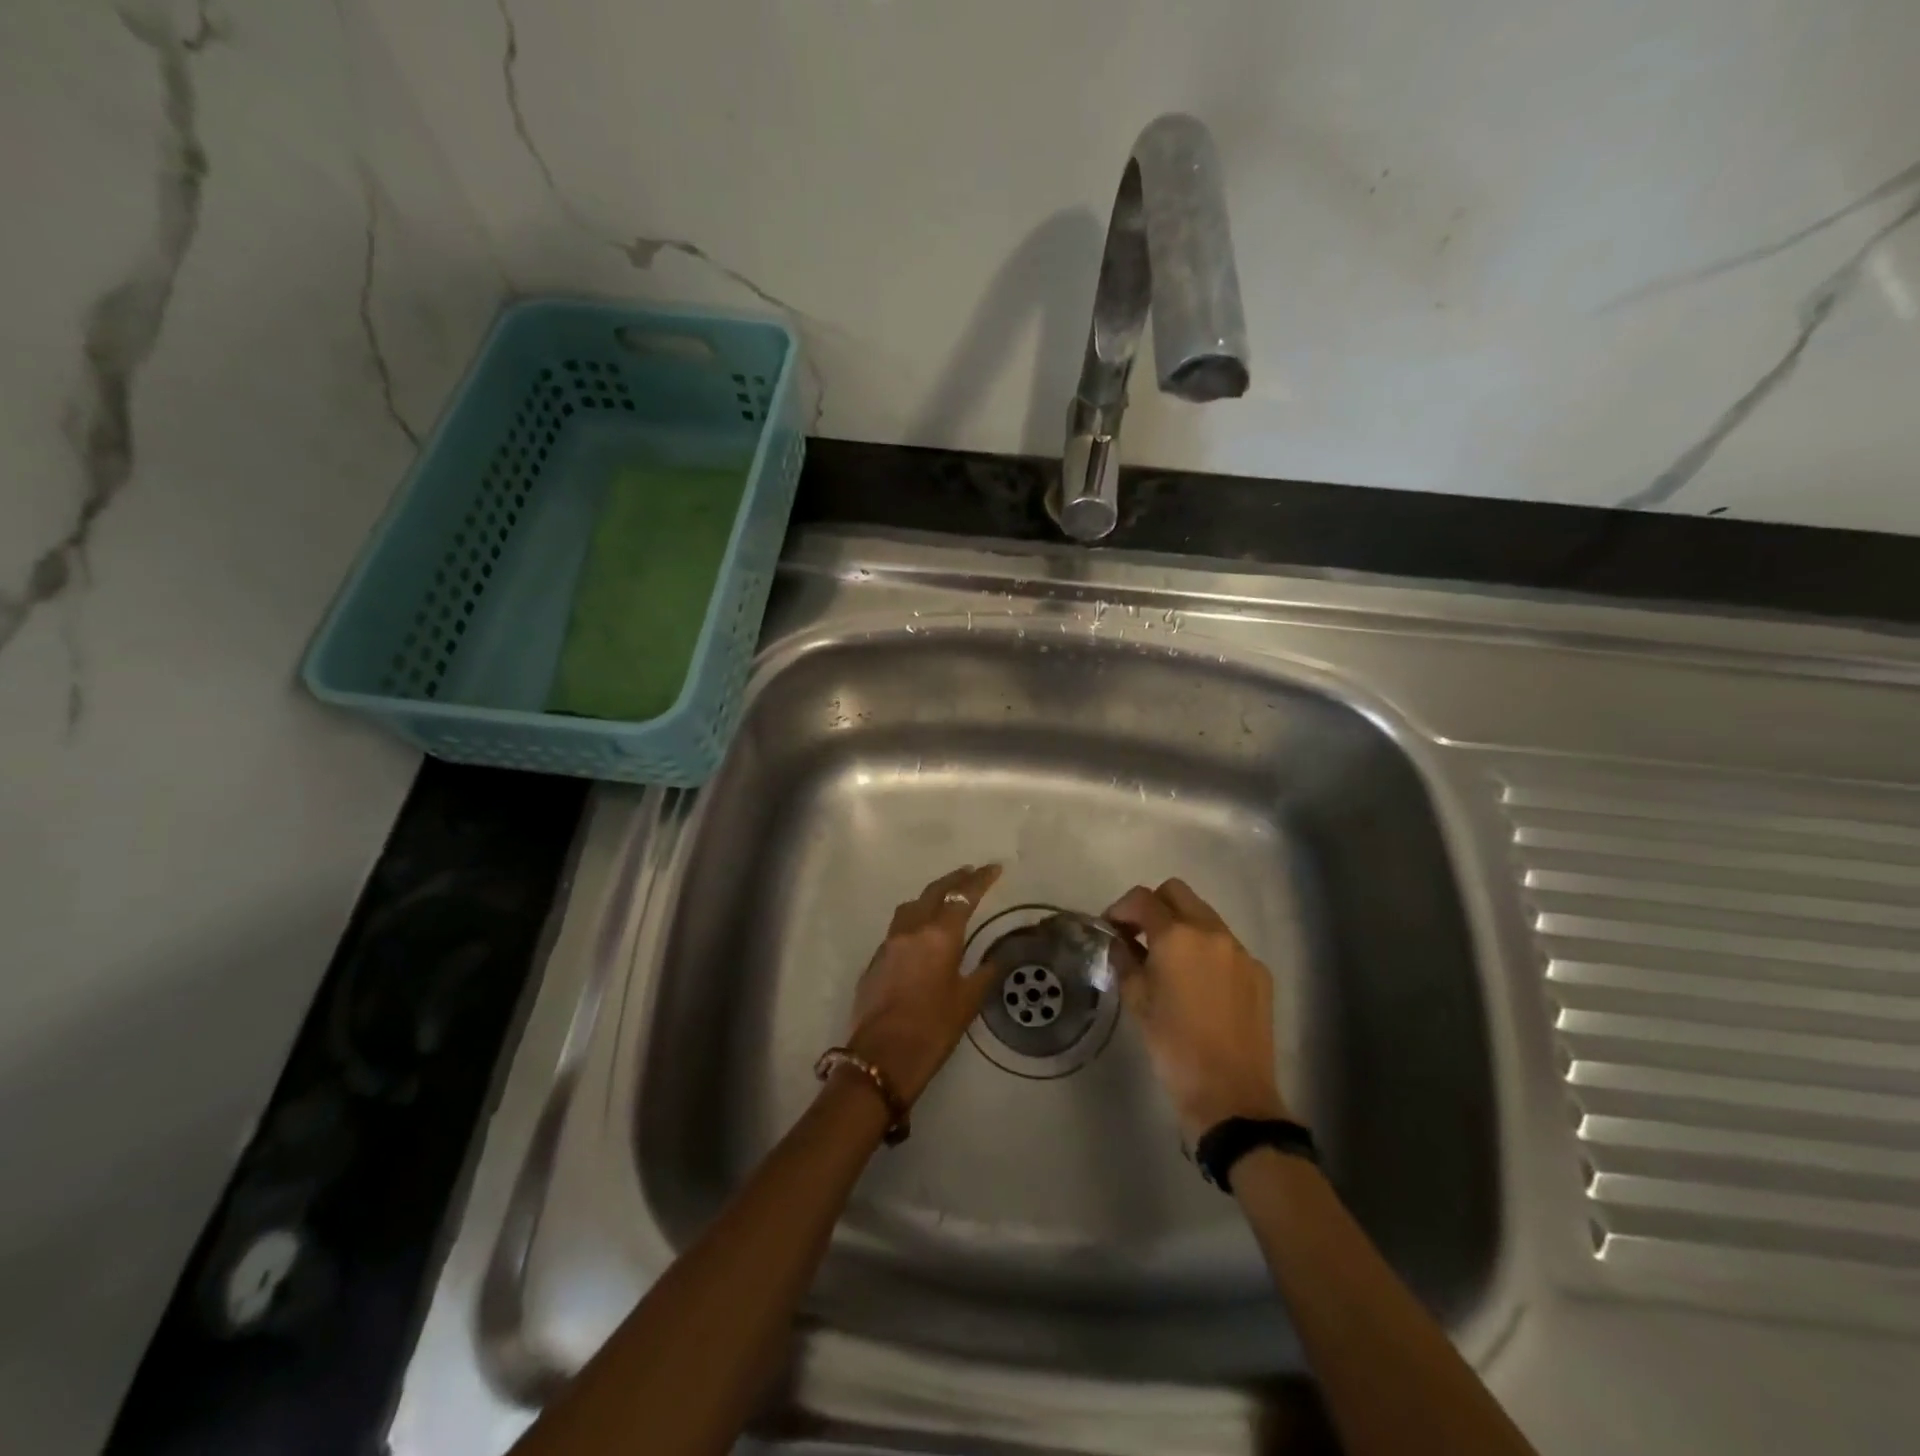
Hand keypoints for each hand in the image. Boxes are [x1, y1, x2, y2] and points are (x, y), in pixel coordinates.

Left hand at [844, 864, 1002, 1106]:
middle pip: (934, 892)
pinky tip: (921, 936)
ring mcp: (889, 943)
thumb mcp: (968, 1002)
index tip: (994, 868)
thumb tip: (995, 959)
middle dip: (954, 880)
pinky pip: (898, 929)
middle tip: (970, 873)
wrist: (882, 1056)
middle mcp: (912, 930)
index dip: (980, 880)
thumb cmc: (933, 1029)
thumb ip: (983, 973)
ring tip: (944, 898)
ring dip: (930, 897)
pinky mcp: (875, 960)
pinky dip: (913, 921)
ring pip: (911, 906)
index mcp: (939, 936)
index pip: (962, 897)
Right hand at [1106, 878, 1291, 1141]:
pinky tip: (1199, 984)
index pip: (1142, 898)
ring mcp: (1240, 950)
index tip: (1111, 928)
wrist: (1231, 1094)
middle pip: (1177, 893)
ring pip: (1205, 916)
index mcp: (1177, 936)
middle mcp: (1212, 932)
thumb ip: (1125, 959)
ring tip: (1169, 960)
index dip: (1120, 908)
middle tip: (1139, 935)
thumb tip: (1120, 940)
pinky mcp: (1259, 972)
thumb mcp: (1137, 1001)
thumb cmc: (1173, 1047)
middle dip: (1153, 906)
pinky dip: (1207, 950)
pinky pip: (1226, 945)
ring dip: (1182, 925)